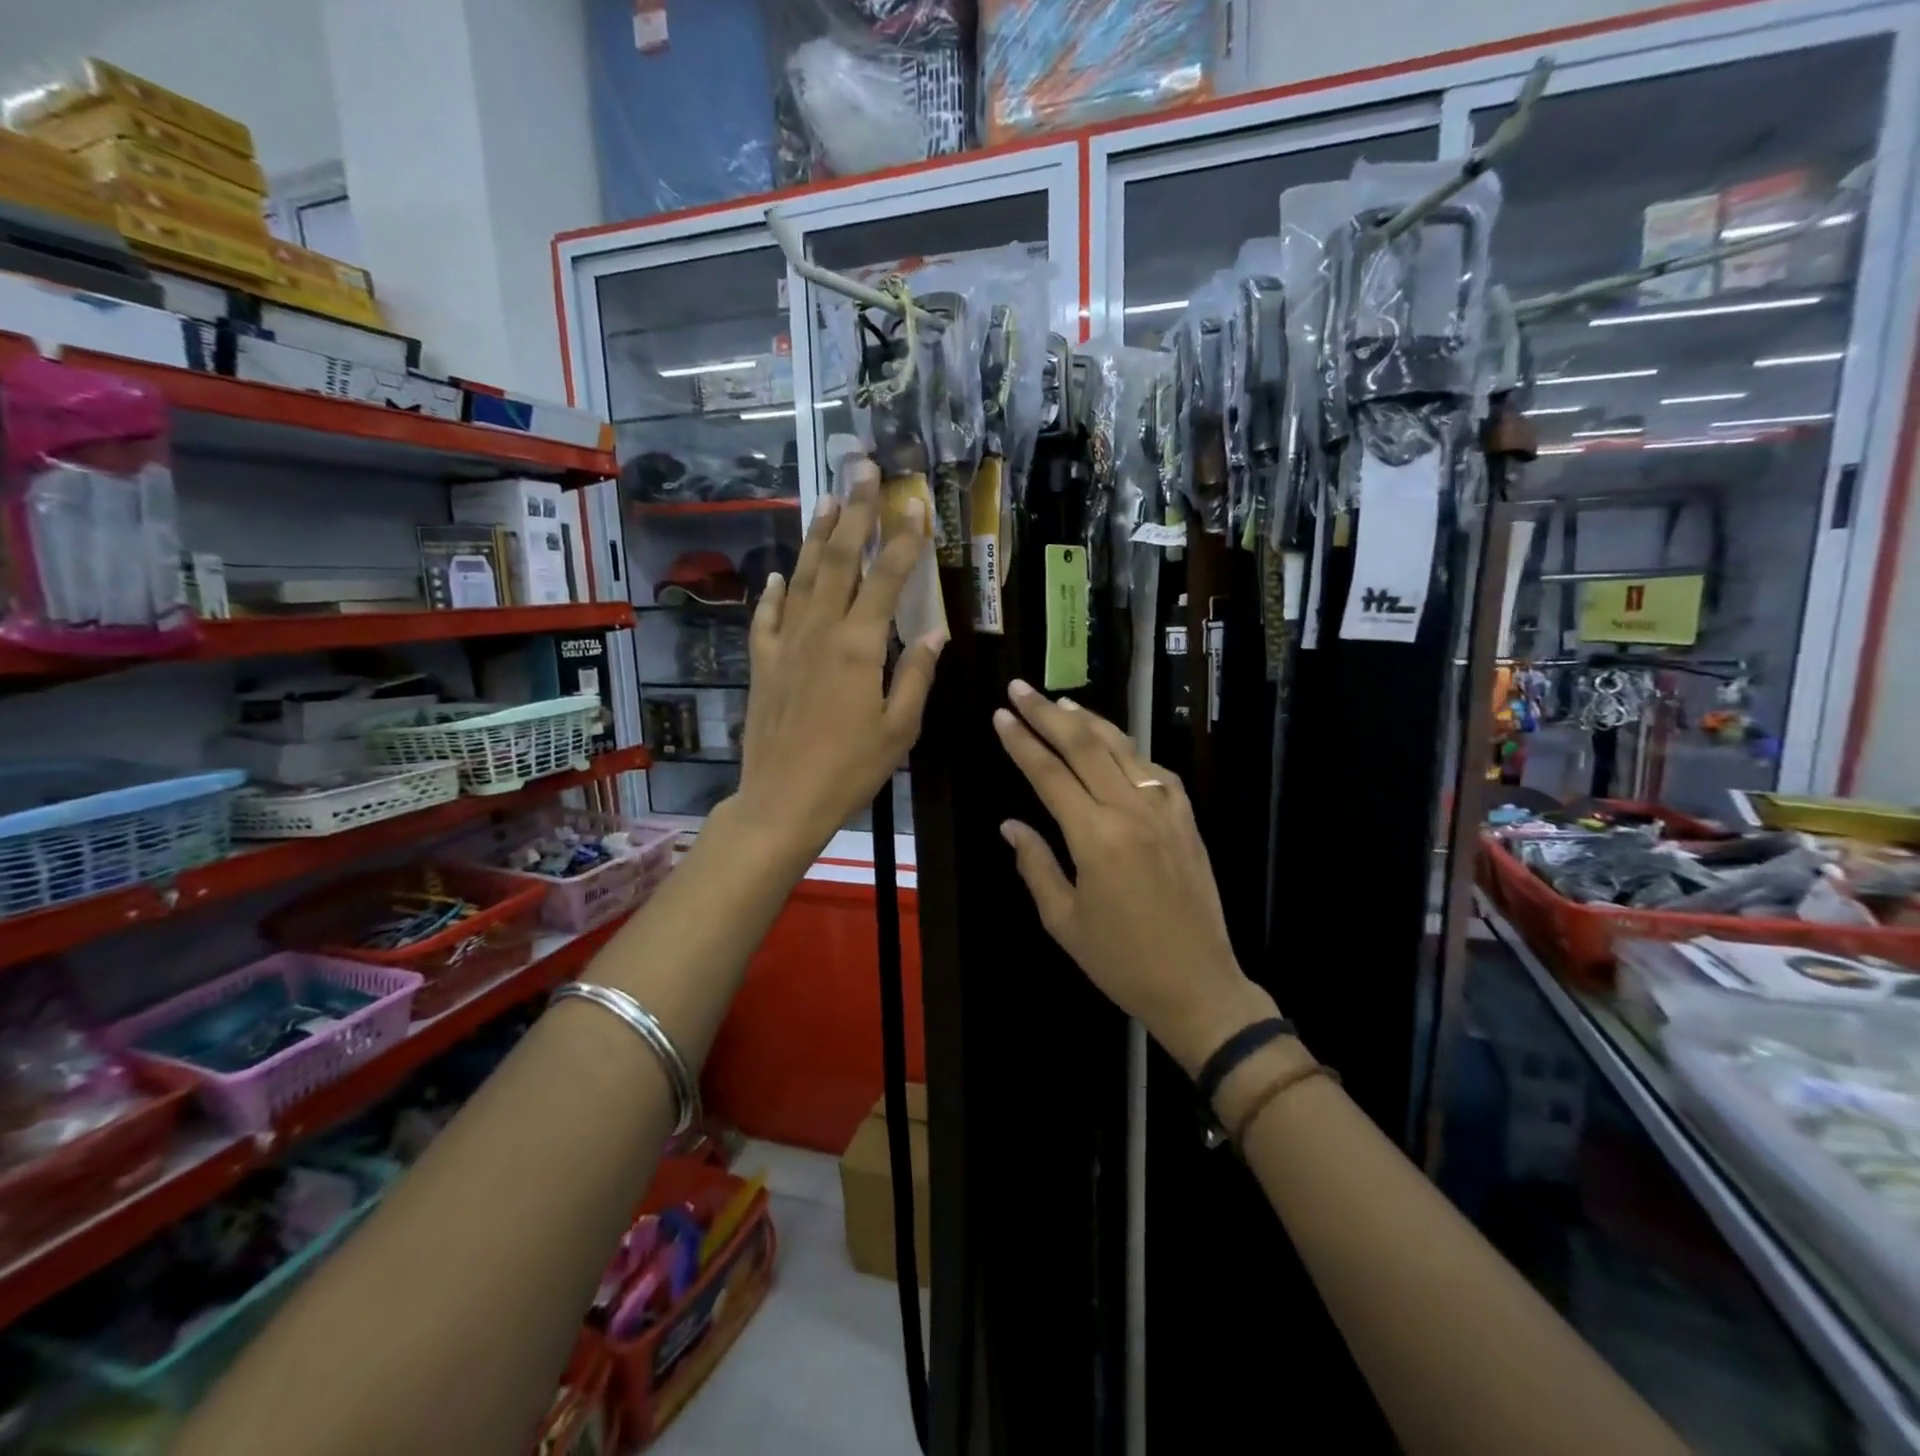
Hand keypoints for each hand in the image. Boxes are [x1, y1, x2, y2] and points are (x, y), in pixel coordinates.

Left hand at [731, 458, 944, 861]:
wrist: (782, 800)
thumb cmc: (850, 769)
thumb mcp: (900, 728)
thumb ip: (917, 674)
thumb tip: (934, 631)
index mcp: (859, 646)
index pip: (885, 579)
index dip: (903, 539)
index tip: (915, 504)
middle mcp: (820, 632)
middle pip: (838, 560)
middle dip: (854, 513)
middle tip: (863, 471)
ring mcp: (786, 644)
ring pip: (801, 577)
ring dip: (815, 536)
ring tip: (826, 500)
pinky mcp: (762, 664)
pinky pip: (766, 617)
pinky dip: (773, 591)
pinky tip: (778, 574)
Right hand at [993, 682, 1276, 1073]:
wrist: (1198, 984)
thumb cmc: (1121, 960)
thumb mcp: (1064, 921)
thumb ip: (1035, 865)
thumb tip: (1011, 825)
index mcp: (1095, 837)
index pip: (1048, 773)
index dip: (1021, 742)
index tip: (1001, 715)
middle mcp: (1131, 811)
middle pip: (1084, 745)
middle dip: (1047, 713)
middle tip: (1021, 688)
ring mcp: (1165, 810)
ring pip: (1122, 748)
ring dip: (1089, 722)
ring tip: (1060, 704)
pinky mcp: (1187, 819)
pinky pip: (1154, 771)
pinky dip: (1128, 751)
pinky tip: (1114, 746)